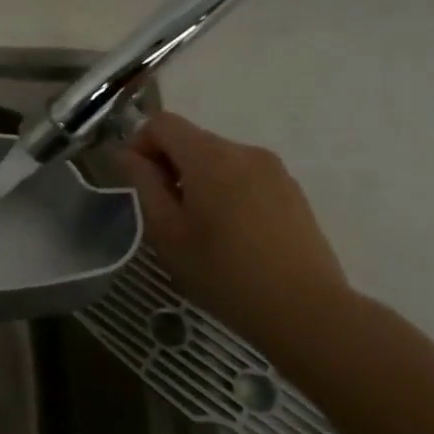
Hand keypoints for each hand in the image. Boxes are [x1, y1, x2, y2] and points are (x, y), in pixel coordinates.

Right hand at [115, 112, 351, 349]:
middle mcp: (244, 151)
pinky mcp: (292, 191)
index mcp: (210, 157)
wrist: (305, 310)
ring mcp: (274, 170)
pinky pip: (244, 175)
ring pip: (218, 158)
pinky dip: (225, 190)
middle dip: (168, 164)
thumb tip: (128, 156)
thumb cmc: (222, 272)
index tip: (136, 182)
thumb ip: (143, 184)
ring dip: (196, 178)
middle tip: (162, 211)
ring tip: (197, 225)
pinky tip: (229, 232)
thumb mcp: (165, 231)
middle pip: (191, 139)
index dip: (139, 144)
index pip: (162, 123)